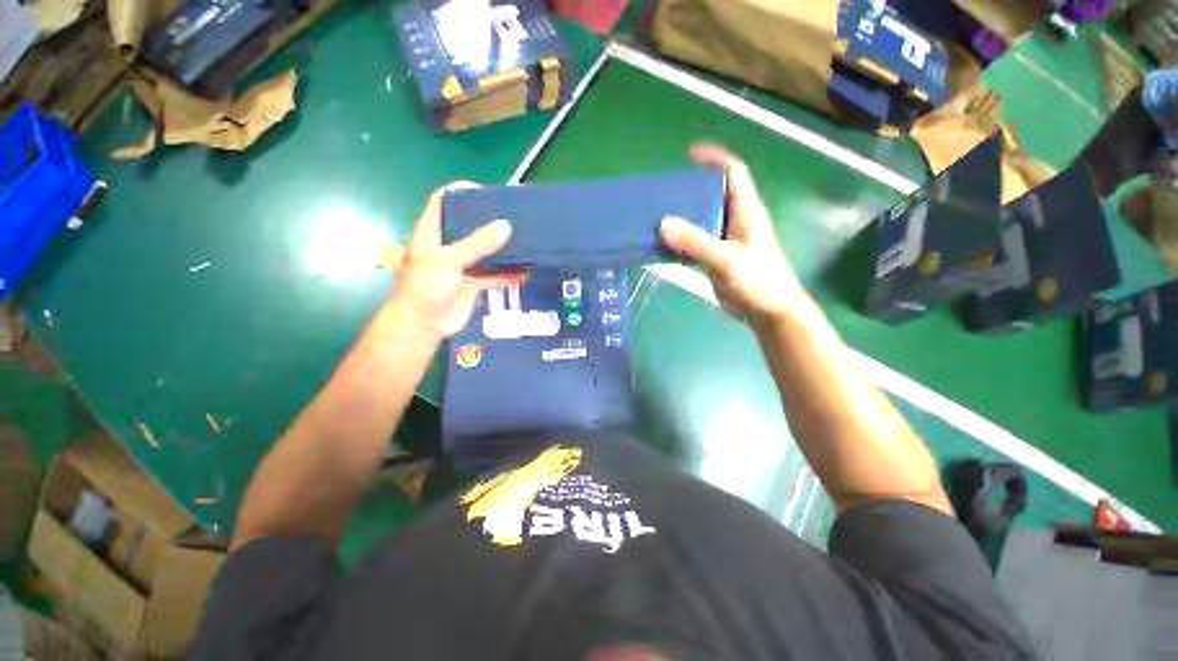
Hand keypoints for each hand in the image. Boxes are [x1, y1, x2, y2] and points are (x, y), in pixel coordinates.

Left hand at [391, 183, 526, 339]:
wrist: (423, 325)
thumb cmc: (426, 287)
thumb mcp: (449, 260)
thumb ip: (477, 244)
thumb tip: (506, 226)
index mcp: (432, 233)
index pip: (443, 202)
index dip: (460, 192)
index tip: (487, 191)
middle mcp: (447, 246)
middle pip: (468, 226)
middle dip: (489, 220)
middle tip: (514, 215)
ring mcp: (461, 265)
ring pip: (485, 252)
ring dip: (502, 248)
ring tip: (525, 239)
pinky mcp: (473, 284)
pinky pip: (493, 275)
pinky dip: (508, 274)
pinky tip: (526, 272)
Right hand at [660, 144, 809, 327]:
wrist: (769, 313)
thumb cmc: (757, 281)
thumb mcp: (726, 259)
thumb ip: (695, 242)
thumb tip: (662, 223)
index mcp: (746, 211)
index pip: (734, 173)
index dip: (715, 159)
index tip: (689, 155)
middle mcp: (736, 221)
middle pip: (714, 195)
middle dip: (691, 190)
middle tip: (664, 192)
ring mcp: (727, 241)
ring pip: (703, 220)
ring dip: (683, 217)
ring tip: (658, 215)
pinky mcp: (718, 258)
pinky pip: (697, 242)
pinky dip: (682, 240)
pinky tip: (665, 244)